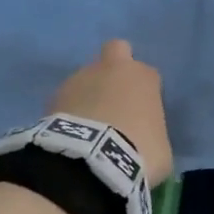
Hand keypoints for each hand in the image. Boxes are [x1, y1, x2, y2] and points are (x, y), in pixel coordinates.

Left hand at [50, 40, 173, 184]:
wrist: (93, 161)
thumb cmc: (140, 152)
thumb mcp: (161, 148)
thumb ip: (152, 133)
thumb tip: (143, 140)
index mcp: (143, 77)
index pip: (148, 76)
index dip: (145, 94)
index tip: (143, 115)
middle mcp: (111, 69)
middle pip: (116, 51)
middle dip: (115, 69)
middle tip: (115, 99)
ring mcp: (79, 78)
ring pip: (86, 78)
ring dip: (88, 96)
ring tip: (88, 129)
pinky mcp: (53, 96)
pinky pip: (67, 100)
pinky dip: (70, 113)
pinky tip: (72, 136)